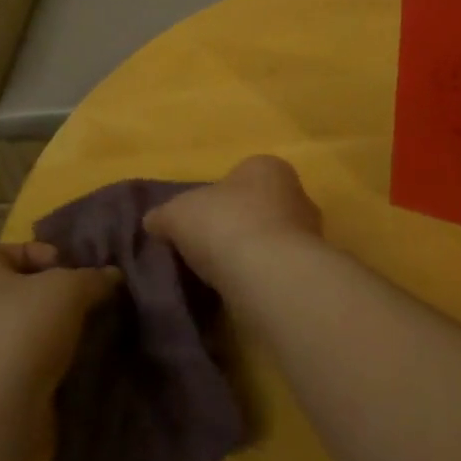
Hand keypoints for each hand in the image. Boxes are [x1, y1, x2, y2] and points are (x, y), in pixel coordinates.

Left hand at [0, 242, 118, 416]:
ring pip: (27, 328)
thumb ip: (93, 277)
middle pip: (24, 289)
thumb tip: (112, 276)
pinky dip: (49, 362)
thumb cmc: (23, 331)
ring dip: (57, 331)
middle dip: (59, 296)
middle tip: (90, 304)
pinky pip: (26, 362)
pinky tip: (74, 366)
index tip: (77, 274)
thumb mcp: (69, 289)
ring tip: (88, 336)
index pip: (16, 248)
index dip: (50, 254)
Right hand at [145, 154, 322, 285]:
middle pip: (259, 207)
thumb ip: (163, 215)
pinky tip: (238, 292)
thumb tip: (152, 222)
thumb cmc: (224, 223)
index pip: (240, 175)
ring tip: (218, 276)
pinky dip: (259, 279)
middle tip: (206, 247)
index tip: (197, 219)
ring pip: (270, 239)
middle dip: (236, 224)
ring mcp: (308, 234)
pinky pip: (277, 270)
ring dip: (250, 255)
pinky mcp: (309, 270)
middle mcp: (295, 193)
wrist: (268, 274)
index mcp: (266, 167)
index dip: (217, 196)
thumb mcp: (177, 213)